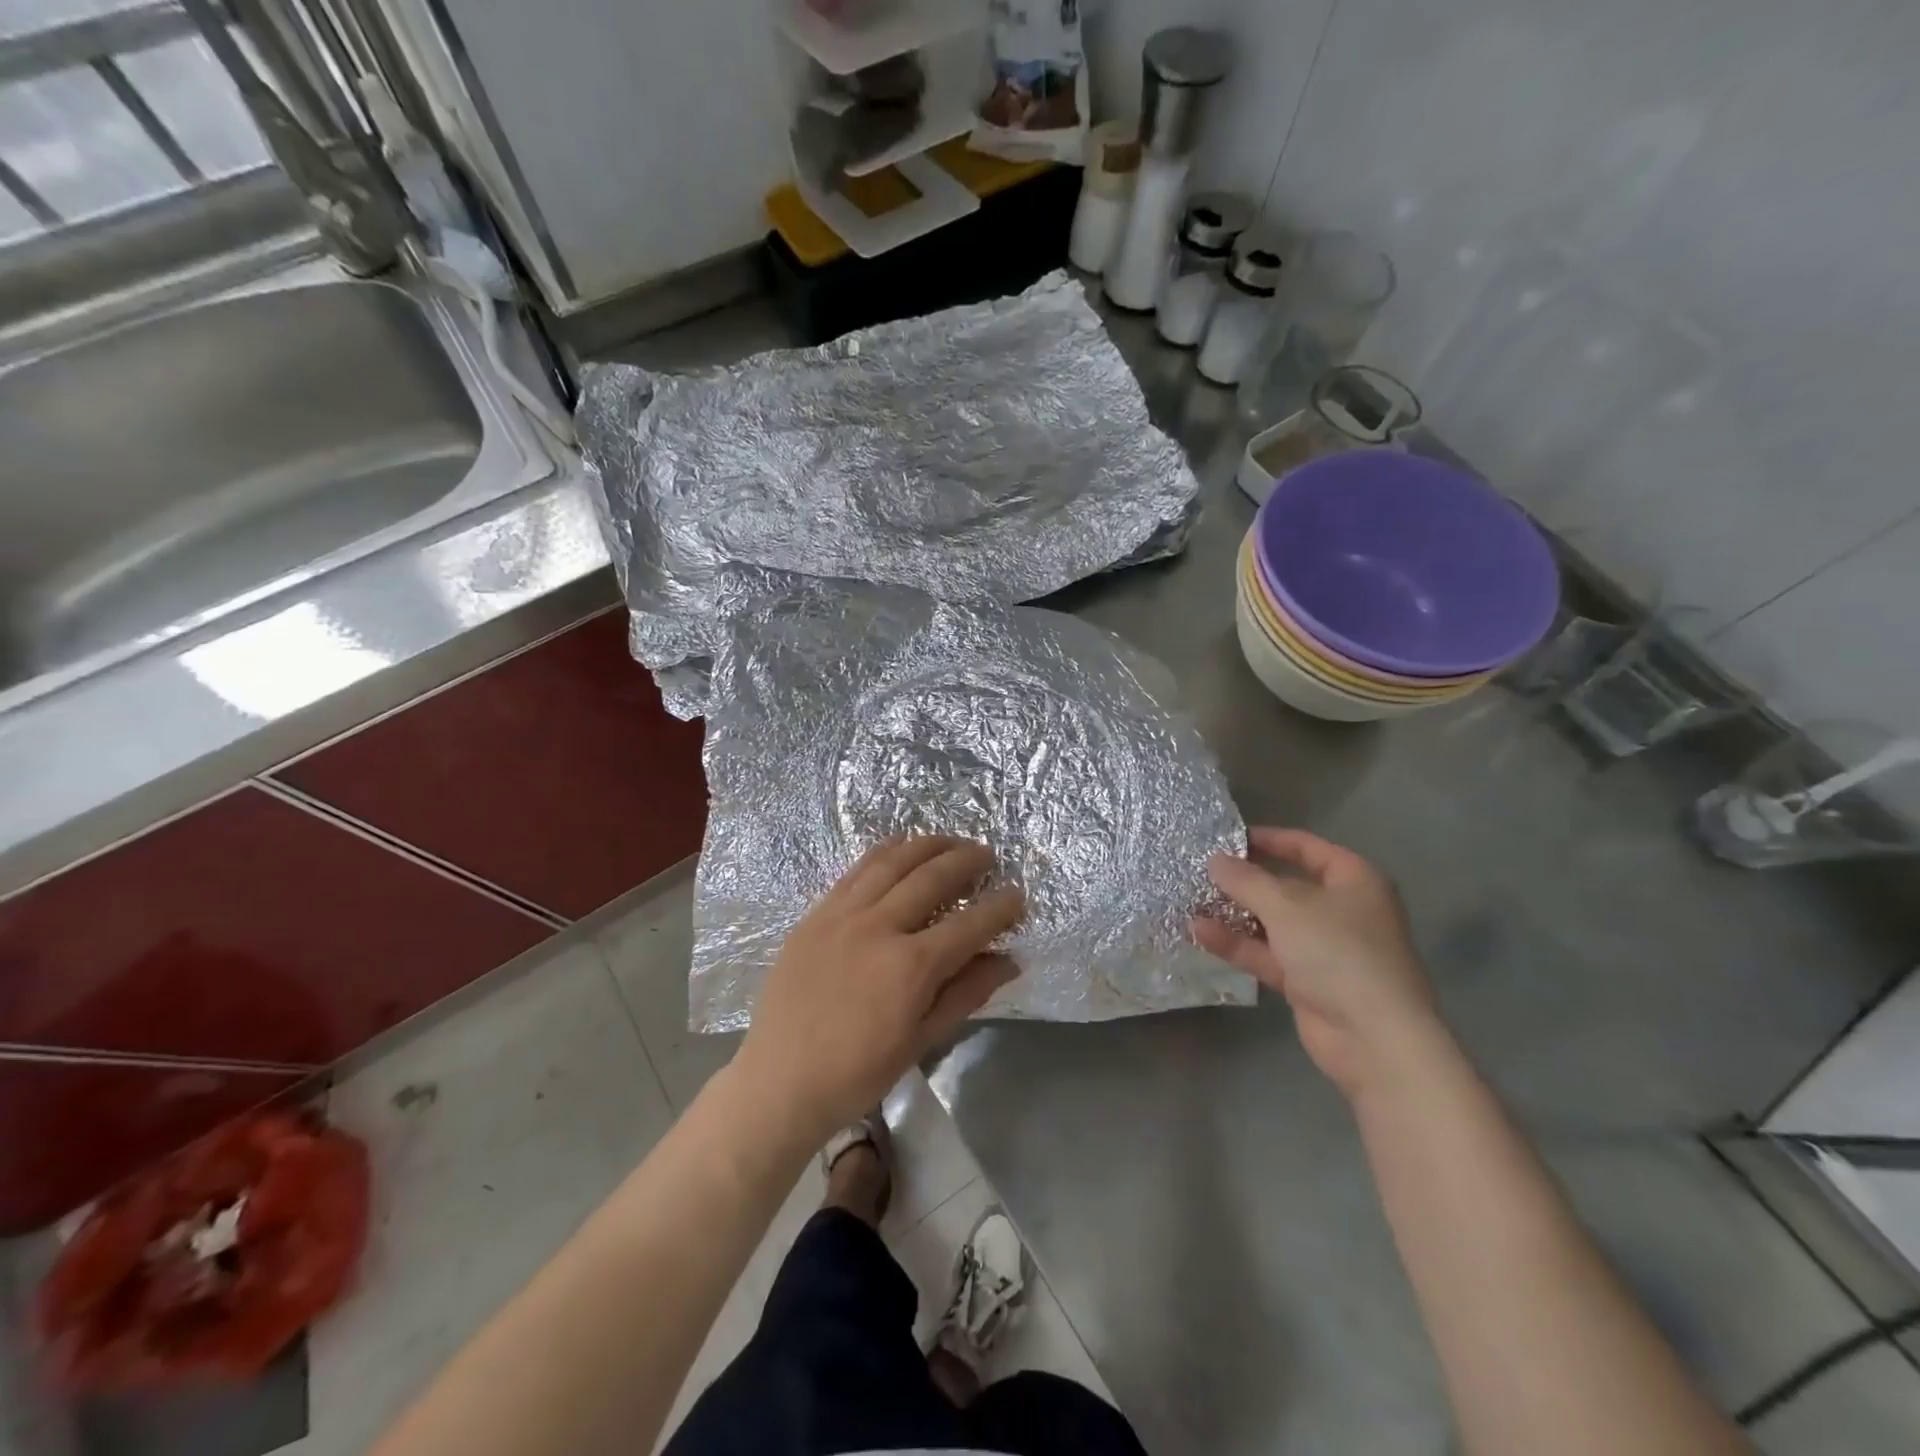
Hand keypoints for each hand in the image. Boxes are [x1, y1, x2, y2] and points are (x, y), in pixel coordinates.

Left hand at [734, 836, 1024, 1142]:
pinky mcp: (816, 914)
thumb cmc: (857, 1073)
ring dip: (927, 845)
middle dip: (966, 860)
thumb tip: (1009, 961)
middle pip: (931, 877)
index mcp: (910, 966)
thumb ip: (966, 993)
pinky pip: (856, 871)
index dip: (1000, 907)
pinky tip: (899, 848)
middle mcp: (878, 927)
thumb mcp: (921, 1040)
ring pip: (892, 862)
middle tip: (987, 855)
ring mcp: (842, 915)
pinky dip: (884, 853)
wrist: (779, 1081)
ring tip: (950, 842)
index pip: (969, 924)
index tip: (1018, 893)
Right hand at [1192, 827, 1439, 1098]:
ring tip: (1191, 899)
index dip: (1269, 839)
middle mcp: (1342, 911)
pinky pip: (1267, 954)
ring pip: (1273, 923)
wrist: (1374, 1038)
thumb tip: (1214, 860)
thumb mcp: (1287, 906)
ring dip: (1235, 913)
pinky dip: (1237, 944)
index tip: (1228, 838)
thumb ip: (1247, 880)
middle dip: (1245, 880)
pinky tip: (1199, 932)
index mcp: (1354, 881)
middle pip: (1287, 886)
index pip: (1307, 848)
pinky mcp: (1307, 982)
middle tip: (1202, 870)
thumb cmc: (1338, 953)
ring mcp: (1325, 949)